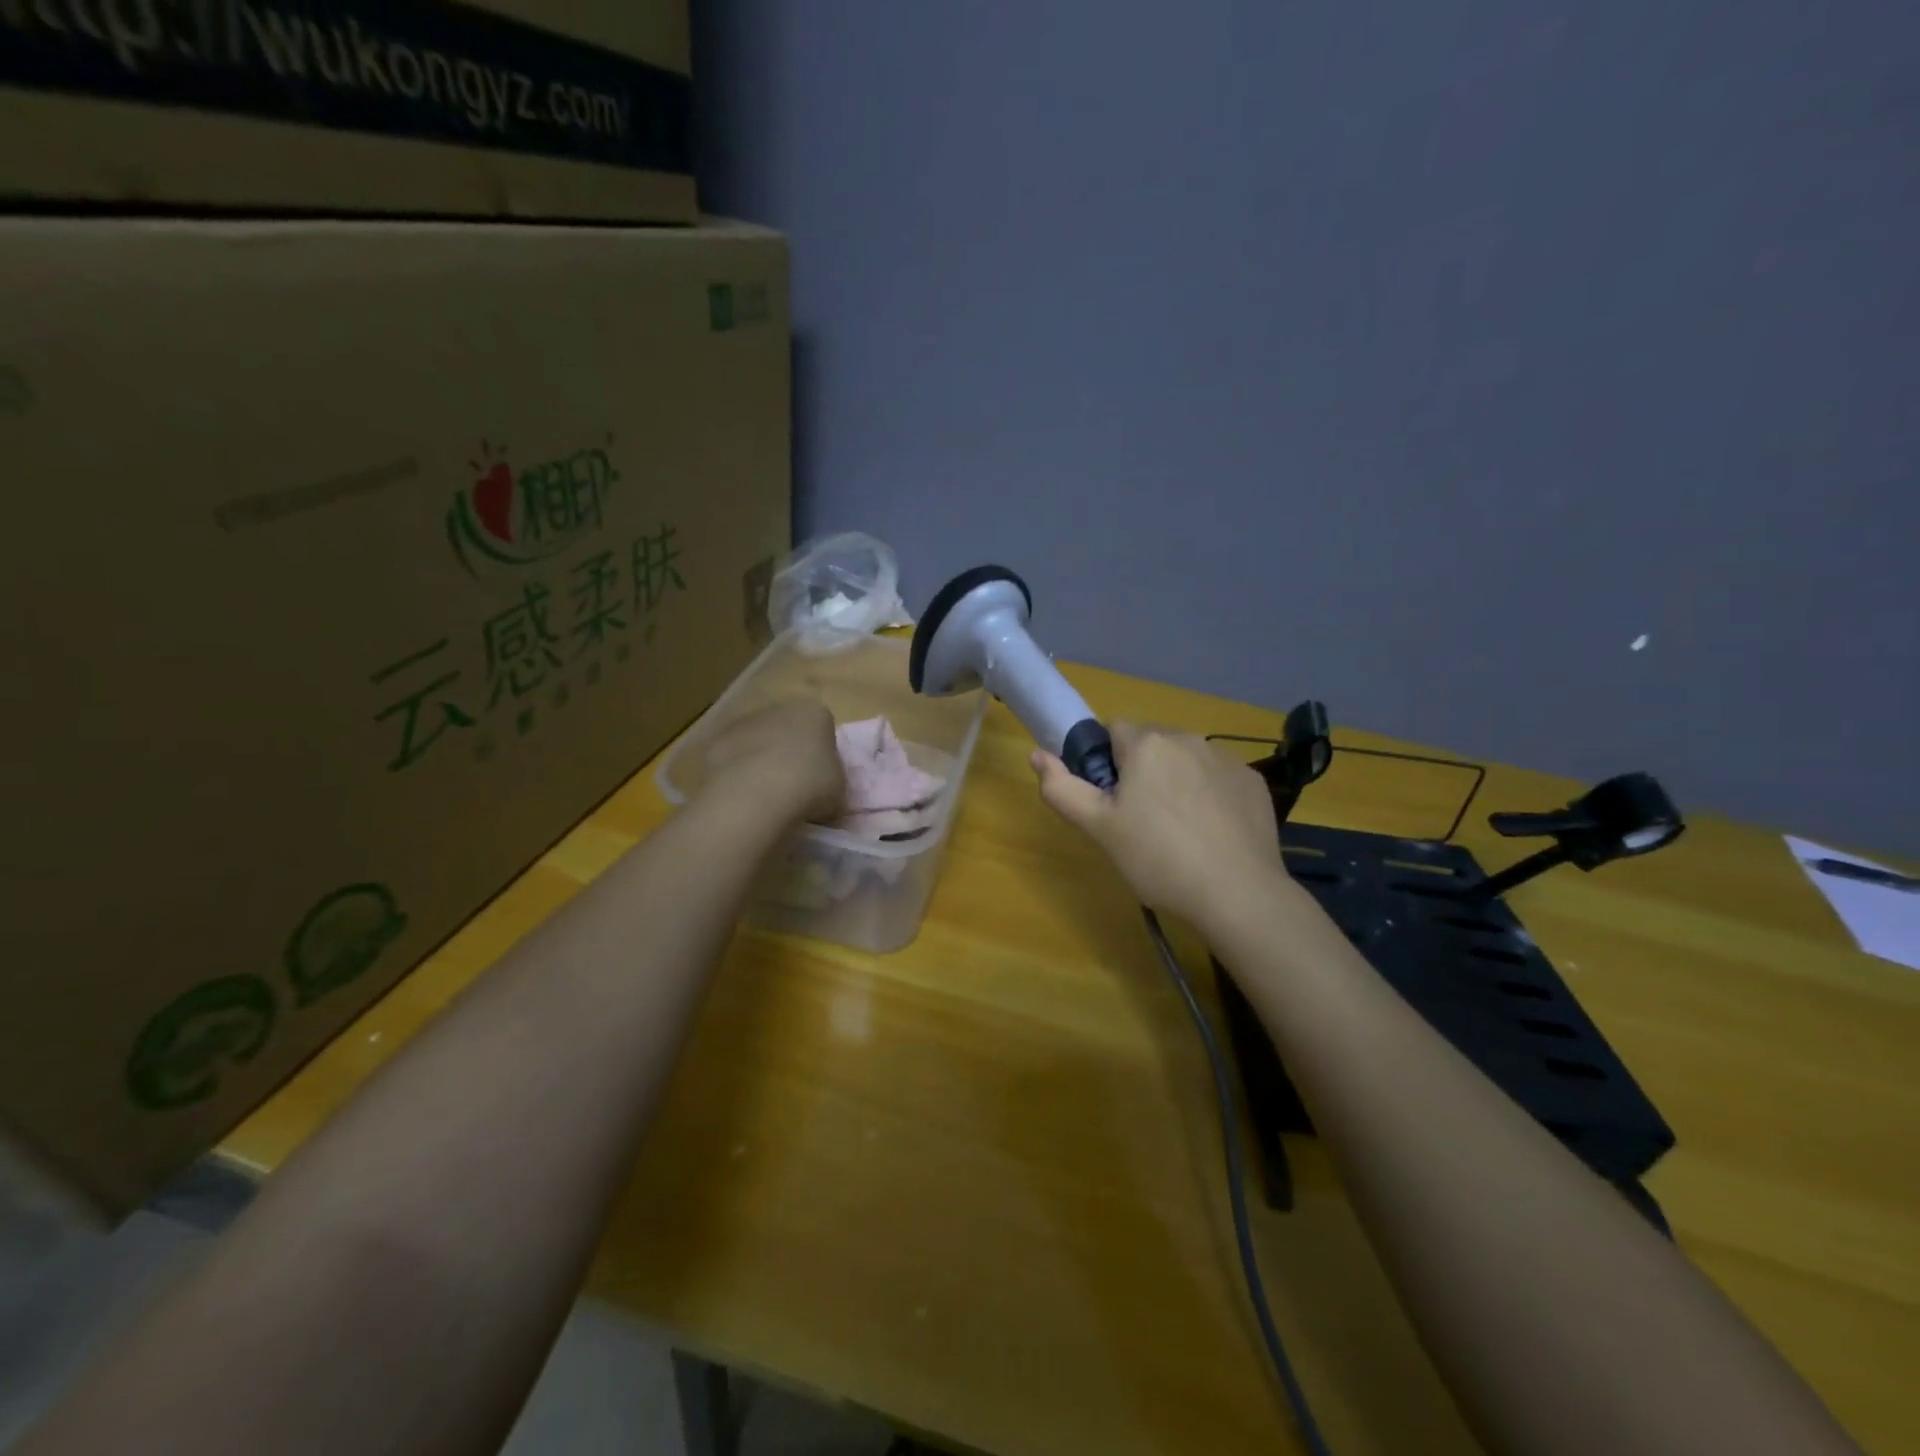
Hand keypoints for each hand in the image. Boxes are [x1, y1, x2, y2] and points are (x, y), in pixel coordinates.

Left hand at [701, 699, 844, 823]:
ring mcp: (744, 722)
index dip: (822, 754)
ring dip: (760, 761)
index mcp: (815, 713)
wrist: (757, 795)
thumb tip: (825, 793)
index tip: (821, 778)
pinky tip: (741, 796)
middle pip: (787, 729)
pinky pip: (732, 757)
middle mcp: (779, 708)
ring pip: (757, 741)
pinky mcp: (716, 741)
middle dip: (789, 752)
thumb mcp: (840, 790)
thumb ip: (832, 783)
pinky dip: (736, 772)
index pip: (822, 728)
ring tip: (765, 796)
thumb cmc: (811, 786)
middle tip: (794, 787)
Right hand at [1031, 722, 1289, 930]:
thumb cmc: (1157, 858)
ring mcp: (1226, 759)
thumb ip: (1062, 788)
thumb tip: (1036, 754)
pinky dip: (1209, 796)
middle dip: (1142, 771)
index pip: (1114, 731)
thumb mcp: (1098, 828)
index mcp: (1147, 744)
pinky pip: (1217, 778)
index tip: (1112, 801)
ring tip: (1178, 831)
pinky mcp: (1252, 782)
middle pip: (1151, 744)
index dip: (1107, 764)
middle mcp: (1188, 739)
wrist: (1237, 893)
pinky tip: (1211, 834)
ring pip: (1186, 760)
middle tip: (1139, 821)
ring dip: (1176, 780)